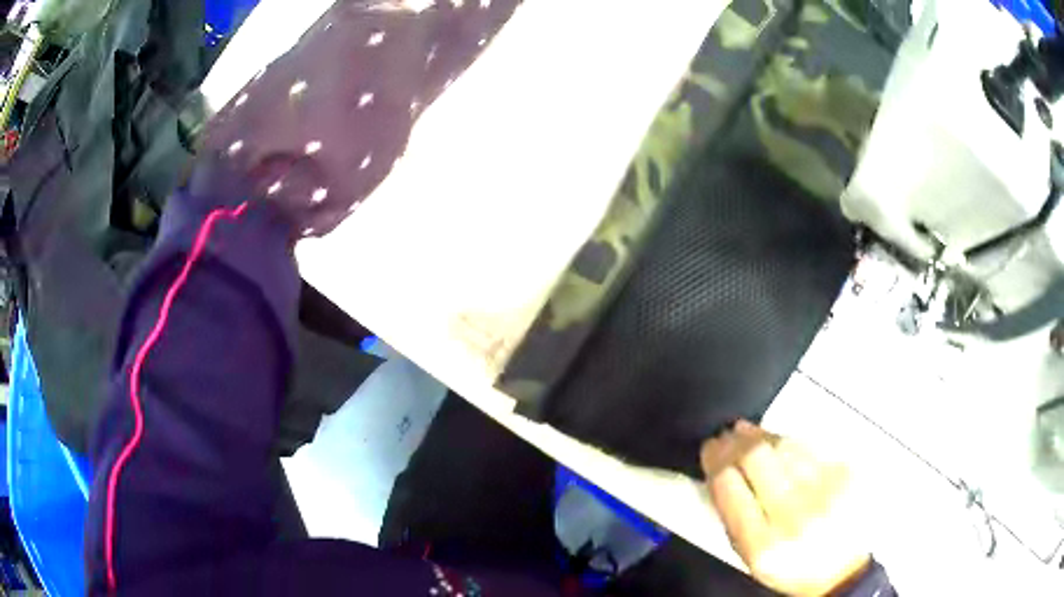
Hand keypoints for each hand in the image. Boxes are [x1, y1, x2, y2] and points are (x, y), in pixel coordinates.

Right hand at [701, 421, 870, 595]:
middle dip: (736, 441)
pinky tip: (777, 441)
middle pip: (757, 457)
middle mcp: (794, 516)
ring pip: (784, 445)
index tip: (709, 450)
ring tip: (746, 432)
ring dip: (760, 435)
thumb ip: (731, 517)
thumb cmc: (787, 566)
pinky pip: (809, 446)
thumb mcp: (748, 557)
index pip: (729, 486)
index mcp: (762, 545)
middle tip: (726, 435)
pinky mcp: (845, 474)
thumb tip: (718, 471)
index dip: (715, 460)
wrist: (840, 570)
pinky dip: (787, 440)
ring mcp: (825, 491)